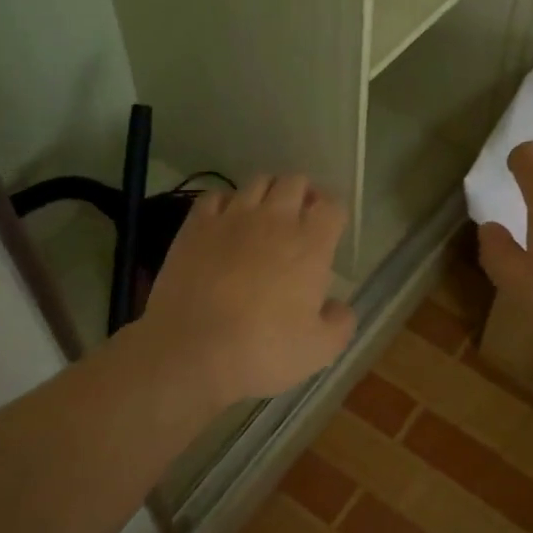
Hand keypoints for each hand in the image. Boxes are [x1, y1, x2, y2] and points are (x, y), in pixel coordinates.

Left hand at [138, 176, 355, 405]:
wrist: (192, 351)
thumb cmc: (263, 351)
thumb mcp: (321, 350)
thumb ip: (340, 323)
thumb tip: (337, 306)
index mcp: (311, 245)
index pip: (332, 206)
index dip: (333, 214)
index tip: (329, 231)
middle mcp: (275, 220)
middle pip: (296, 182)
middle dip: (303, 194)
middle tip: (300, 220)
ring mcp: (232, 218)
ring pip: (258, 181)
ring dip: (268, 193)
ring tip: (265, 217)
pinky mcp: (196, 226)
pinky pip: (216, 196)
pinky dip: (226, 203)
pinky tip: (226, 223)